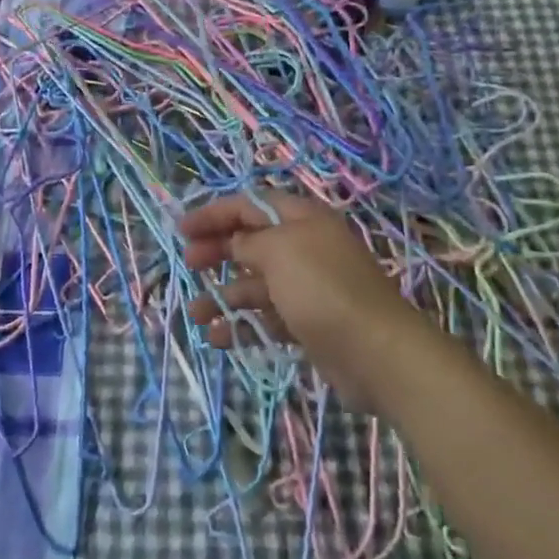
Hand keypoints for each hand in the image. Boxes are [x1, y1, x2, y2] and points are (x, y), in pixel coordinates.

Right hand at [181, 191, 421, 412]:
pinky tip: (217, 337)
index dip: (215, 213)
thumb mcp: (279, 251)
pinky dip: (241, 325)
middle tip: (188, 264)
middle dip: (217, 251)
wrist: (376, 353)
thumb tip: (236, 244)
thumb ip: (249, 242)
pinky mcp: (307, 324)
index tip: (182, 229)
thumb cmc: (322, 289)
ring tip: (196, 314)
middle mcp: (304, 248)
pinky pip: (266, 318)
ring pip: (254, 284)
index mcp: (302, 220)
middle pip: (251, 242)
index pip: (250, 205)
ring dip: (223, 295)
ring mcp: (306, 288)